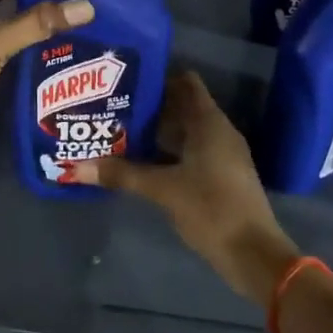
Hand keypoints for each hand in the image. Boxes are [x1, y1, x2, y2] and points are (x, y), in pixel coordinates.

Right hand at [69, 70, 298, 308]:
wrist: (255, 255)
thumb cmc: (212, 208)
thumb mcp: (163, 190)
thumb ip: (122, 175)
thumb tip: (77, 167)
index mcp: (209, 122)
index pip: (186, 82)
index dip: (159, 77)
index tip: (128, 79)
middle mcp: (218, 131)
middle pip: (182, 106)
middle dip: (151, 106)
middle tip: (115, 105)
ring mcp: (222, 155)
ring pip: (186, 131)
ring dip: (158, 131)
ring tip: (121, 130)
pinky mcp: (221, 177)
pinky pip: (191, 152)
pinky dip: (168, 152)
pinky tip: (142, 162)